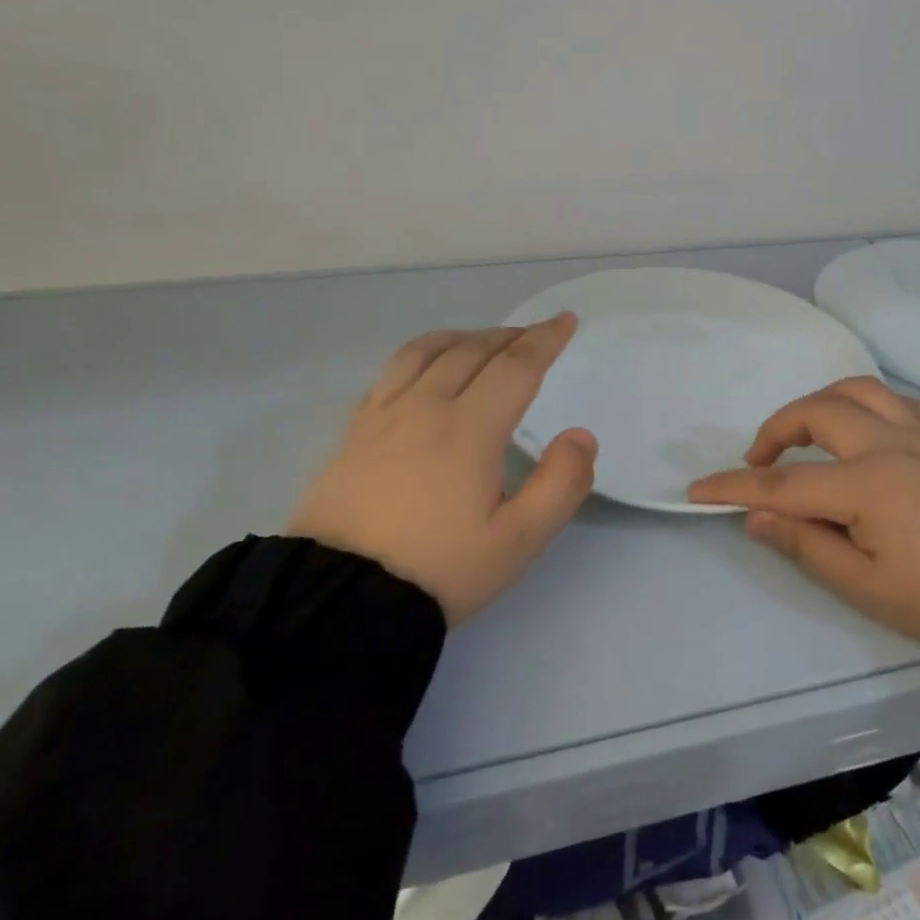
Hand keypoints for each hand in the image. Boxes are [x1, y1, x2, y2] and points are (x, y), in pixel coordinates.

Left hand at [287, 315, 597, 623]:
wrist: (339, 599)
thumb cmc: (438, 569)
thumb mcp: (517, 541)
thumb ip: (560, 484)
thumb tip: (580, 436)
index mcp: (468, 429)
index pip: (516, 367)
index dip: (545, 339)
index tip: (566, 320)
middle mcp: (424, 407)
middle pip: (472, 350)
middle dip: (510, 336)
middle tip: (534, 334)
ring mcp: (382, 416)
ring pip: (426, 351)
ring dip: (463, 337)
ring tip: (483, 341)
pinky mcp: (353, 432)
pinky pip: (391, 372)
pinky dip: (421, 355)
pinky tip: (425, 369)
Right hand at [687, 378, 919, 671]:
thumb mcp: (863, 586)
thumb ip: (804, 544)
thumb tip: (755, 518)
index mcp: (866, 485)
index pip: (783, 482)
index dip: (735, 486)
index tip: (697, 490)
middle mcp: (890, 446)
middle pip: (818, 412)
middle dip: (776, 430)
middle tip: (758, 462)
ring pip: (861, 391)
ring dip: (822, 403)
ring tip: (806, 434)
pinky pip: (903, 404)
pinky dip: (872, 406)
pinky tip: (868, 431)